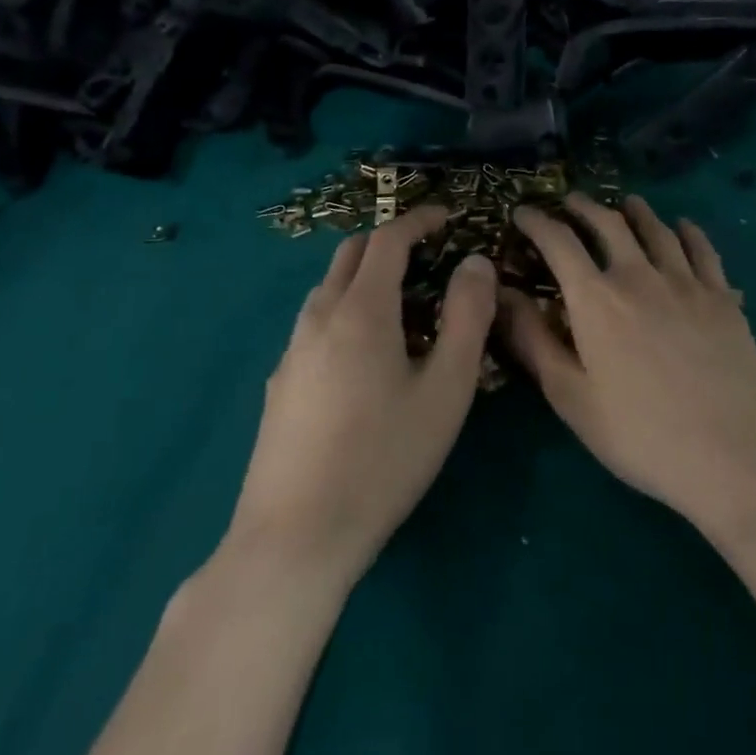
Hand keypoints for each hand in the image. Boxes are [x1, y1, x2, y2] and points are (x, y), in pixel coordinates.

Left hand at [226, 204, 495, 581]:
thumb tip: (475, 263)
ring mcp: (292, 351)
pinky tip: (363, 353)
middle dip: (389, 240)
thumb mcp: (445, 389)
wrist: (294, 538)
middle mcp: (319, 317)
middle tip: (427, 253)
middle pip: (351, 254)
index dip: (418, 220)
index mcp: (361, 310)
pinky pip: (315, 323)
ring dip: (364, 275)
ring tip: (402, 302)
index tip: (446, 216)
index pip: (388, 239)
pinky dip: (345, 309)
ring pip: (328, 288)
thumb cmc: (383, 459)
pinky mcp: (280, 384)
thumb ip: (467, 317)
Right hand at [505, 194, 755, 540]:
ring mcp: (686, 283)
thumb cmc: (642, 434)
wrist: (736, 454)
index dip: (536, 221)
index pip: (559, 242)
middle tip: (571, 202)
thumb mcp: (572, 398)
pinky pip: (702, 249)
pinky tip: (683, 227)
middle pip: (608, 223)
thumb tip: (502, 295)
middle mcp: (639, 276)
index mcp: (597, 299)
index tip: (522, 211)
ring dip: (636, 211)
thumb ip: (533, 341)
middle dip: (584, 207)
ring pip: (657, 229)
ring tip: (625, 203)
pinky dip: (687, 231)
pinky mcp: (722, 297)